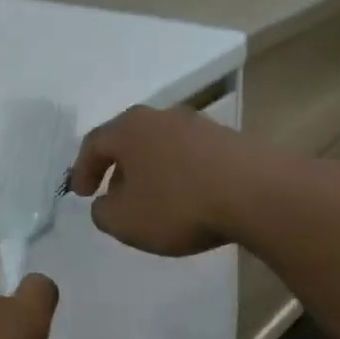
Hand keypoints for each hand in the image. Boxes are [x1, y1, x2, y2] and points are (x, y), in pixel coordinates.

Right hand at [69, 105, 257, 255]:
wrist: (258, 194)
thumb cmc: (178, 205)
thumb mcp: (125, 221)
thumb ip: (103, 213)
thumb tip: (105, 203)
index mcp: (129, 129)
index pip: (94, 143)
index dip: (82, 170)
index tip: (82, 194)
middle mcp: (161, 117)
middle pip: (129, 140)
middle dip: (117, 168)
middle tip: (113, 194)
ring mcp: (198, 125)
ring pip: (160, 146)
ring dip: (150, 171)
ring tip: (151, 200)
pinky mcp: (228, 140)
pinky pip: (190, 156)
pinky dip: (179, 174)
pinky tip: (186, 198)